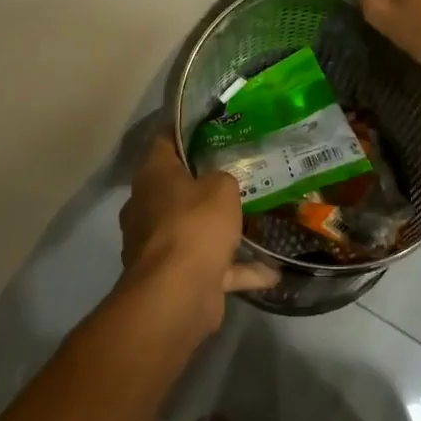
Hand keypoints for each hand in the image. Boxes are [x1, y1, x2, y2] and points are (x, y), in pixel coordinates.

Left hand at [118, 134, 278, 327]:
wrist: (176, 295)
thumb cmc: (194, 225)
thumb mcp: (222, 187)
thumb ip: (223, 178)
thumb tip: (219, 184)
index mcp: (153, 176)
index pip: (164, 140)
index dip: (186, 129)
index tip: (214, 124)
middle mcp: (148, 207)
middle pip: (178, 185)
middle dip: (207, 181)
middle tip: (240, 169)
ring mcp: (159, 245)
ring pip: (194, 228)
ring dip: (222, 229)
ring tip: (257, 219)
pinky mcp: (175, 277)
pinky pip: (211, 266)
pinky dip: (238, 269)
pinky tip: (271, 272)